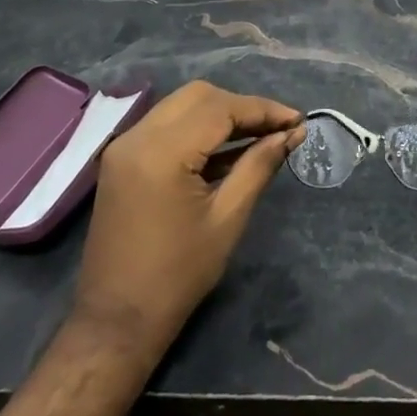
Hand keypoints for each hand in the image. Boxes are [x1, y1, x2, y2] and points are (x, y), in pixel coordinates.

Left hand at [73, 81, 303, 359]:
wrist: (118, 319)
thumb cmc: (179, 274)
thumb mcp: (228, 218)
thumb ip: (258, 166)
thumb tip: (292, 134)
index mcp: (162, 152)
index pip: (220, 108)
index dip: (263, 110)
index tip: (298, 121)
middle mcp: (137, 137)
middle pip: (199, 96)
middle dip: (242, 106)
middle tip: (278, 128)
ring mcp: (125, 147)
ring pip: (181, 106)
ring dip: (220, 114)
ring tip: (261, 135)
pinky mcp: (122, 159)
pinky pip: (166, 126)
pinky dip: (198, 129)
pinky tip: (229, 149)